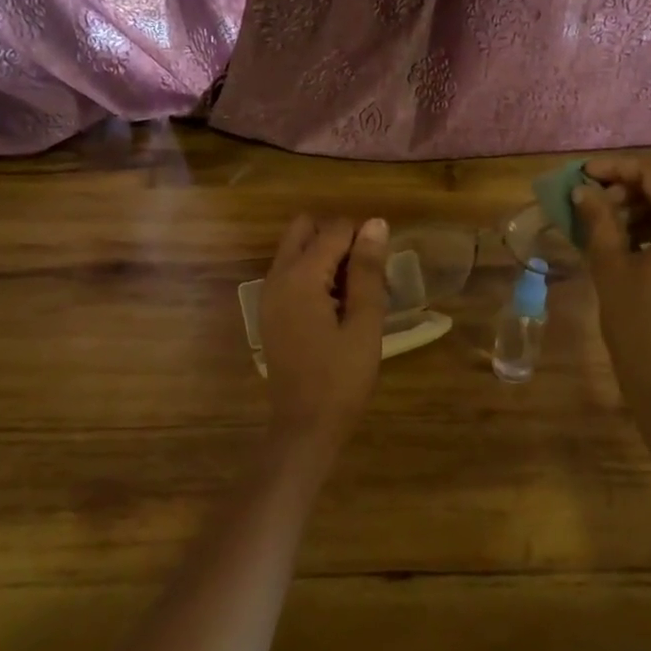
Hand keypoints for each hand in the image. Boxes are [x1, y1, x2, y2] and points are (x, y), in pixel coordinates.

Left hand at [260, 214, 389, 442]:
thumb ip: (367, 270)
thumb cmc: (341, 378)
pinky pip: (290, 273)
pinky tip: (337, 307)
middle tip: (365, 272)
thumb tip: (375, 224)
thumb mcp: (364, 323)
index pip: (334, 229)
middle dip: (337, 237)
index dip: (363, 238)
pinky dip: (313, 275)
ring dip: (324, 255)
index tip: (381, 268)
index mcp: (300, 276)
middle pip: (304, 228)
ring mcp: (269, 294)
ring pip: (295, 249)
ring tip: (355, 292)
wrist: (305, 426)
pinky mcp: (270, 311)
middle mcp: (277, 276)